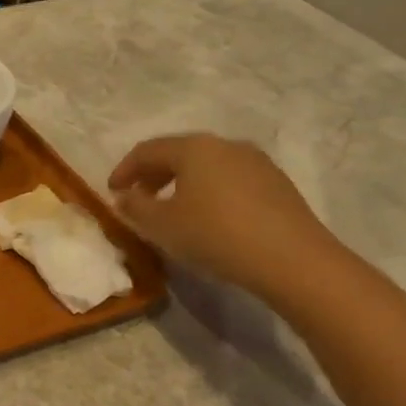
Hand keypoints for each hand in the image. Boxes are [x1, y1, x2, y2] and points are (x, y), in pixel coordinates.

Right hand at [109, 133, 340, 300]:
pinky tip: (209, 217)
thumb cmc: (216, 235)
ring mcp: (257, 162)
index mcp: (194, 148)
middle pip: (179, 153)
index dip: (124, 170)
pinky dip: (209, 191)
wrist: (293, 260)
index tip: (112, 192)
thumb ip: (135, 207)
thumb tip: (124, 196)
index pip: (147, 150)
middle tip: (139, 198)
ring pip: (207, 166)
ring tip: (172, 209)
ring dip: (182, 183)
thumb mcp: (162, 225)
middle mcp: (226, 145)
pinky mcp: (277, 184)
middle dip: (153, 175)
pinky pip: (230, 179)